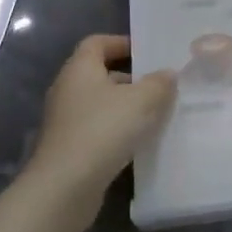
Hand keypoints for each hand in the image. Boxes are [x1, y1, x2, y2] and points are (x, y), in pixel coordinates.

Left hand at [25, 35, 175, 220]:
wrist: (64, 188)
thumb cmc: (102, 131)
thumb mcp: (142, 101)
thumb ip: (159, 83)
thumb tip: (167, 74)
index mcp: (80, 69)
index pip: (97, 42)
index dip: (121, 43)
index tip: (147, 53)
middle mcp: (68, 89)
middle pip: (100, 73)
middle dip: (130, 78)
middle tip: (159, 86)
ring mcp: (65, 121)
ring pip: (100, 103)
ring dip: (125, 107)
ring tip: (154, 115)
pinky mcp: (67, 148)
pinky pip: (96, 128)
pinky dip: (116, 130)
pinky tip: (137, 142)